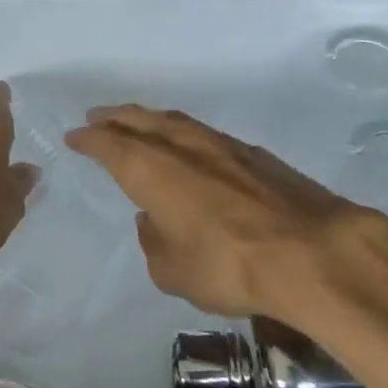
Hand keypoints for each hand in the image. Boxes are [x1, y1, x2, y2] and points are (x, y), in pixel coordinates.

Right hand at [65, 104, 387, 321]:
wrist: (311, 251)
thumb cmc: (229, 266)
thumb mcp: (173, 271)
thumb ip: (155, 242)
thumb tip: (153, 221)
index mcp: (154, 171)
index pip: (112, 145)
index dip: (91, 139)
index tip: (76, 135)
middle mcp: (184, 147)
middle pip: (143, 121)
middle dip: (117, 117)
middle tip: (99, 115)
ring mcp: (223, 146)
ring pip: (178, 122)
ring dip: (152, 119)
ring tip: (140, 122)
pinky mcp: (255, 154)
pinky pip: (206, 134)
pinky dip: (187, 134)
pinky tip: (192, 146)